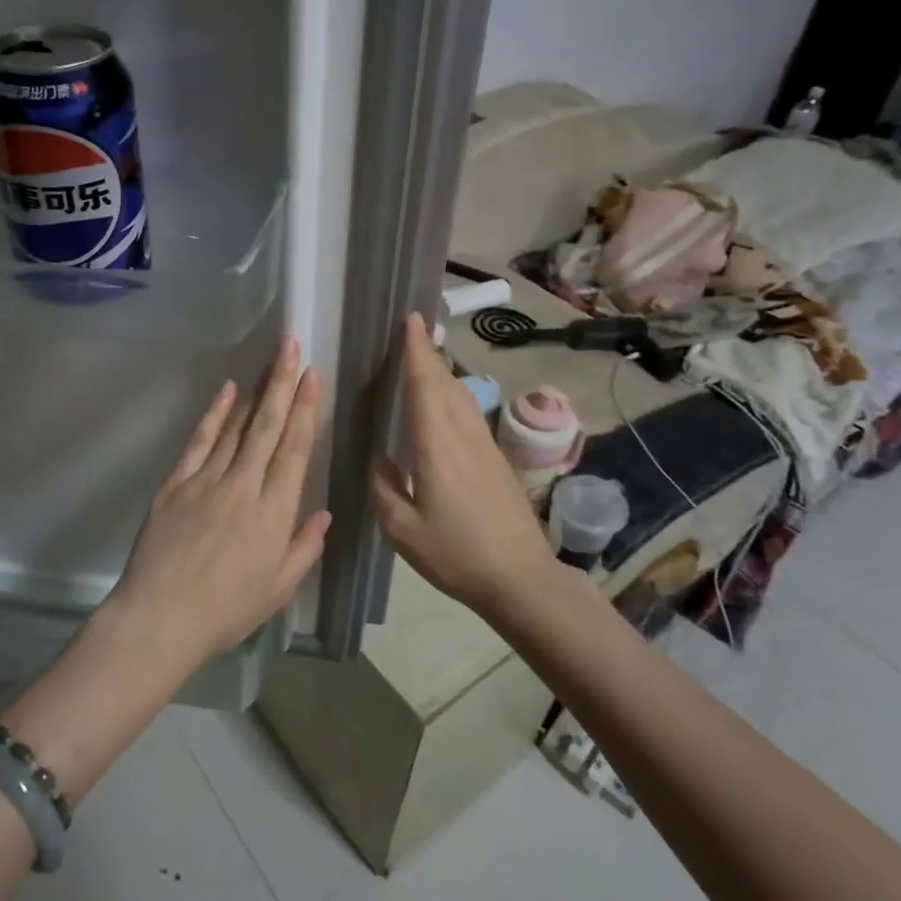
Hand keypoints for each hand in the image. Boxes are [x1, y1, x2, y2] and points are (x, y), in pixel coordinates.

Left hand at [106, 337, 330, 663]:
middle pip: (268, 427)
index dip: (306, 410)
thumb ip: (304, 548)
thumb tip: (322, 513)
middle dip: (283, 383)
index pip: (295, 450)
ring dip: (255, 392)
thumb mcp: (278, 589)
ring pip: (236, 428)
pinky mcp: (176, 484)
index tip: (313, 376)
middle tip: (291, 346)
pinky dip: (214, 414)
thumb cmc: (225, 611)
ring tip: (269, 361)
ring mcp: (207, 481)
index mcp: (274, 513)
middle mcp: (244, 487)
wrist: (160, 619)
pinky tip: (227, 391)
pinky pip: (199, 442)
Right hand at [371, 313, 562, 618]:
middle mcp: (463, 436)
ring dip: (442, 371)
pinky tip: (446, 400)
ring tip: (425, 356)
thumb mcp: (402, 530)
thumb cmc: (455, 554)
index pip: (424, 387)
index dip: (416, 353)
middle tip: (413, 330)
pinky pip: (469, 412)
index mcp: (436, 447)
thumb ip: (384, 489)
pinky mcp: (495, 460)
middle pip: (445, 384)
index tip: (411, 322)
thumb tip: (381, 460)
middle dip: (428, 354)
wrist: (520, 577)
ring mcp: (484, 446)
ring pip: (461, 396)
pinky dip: (453, 393)